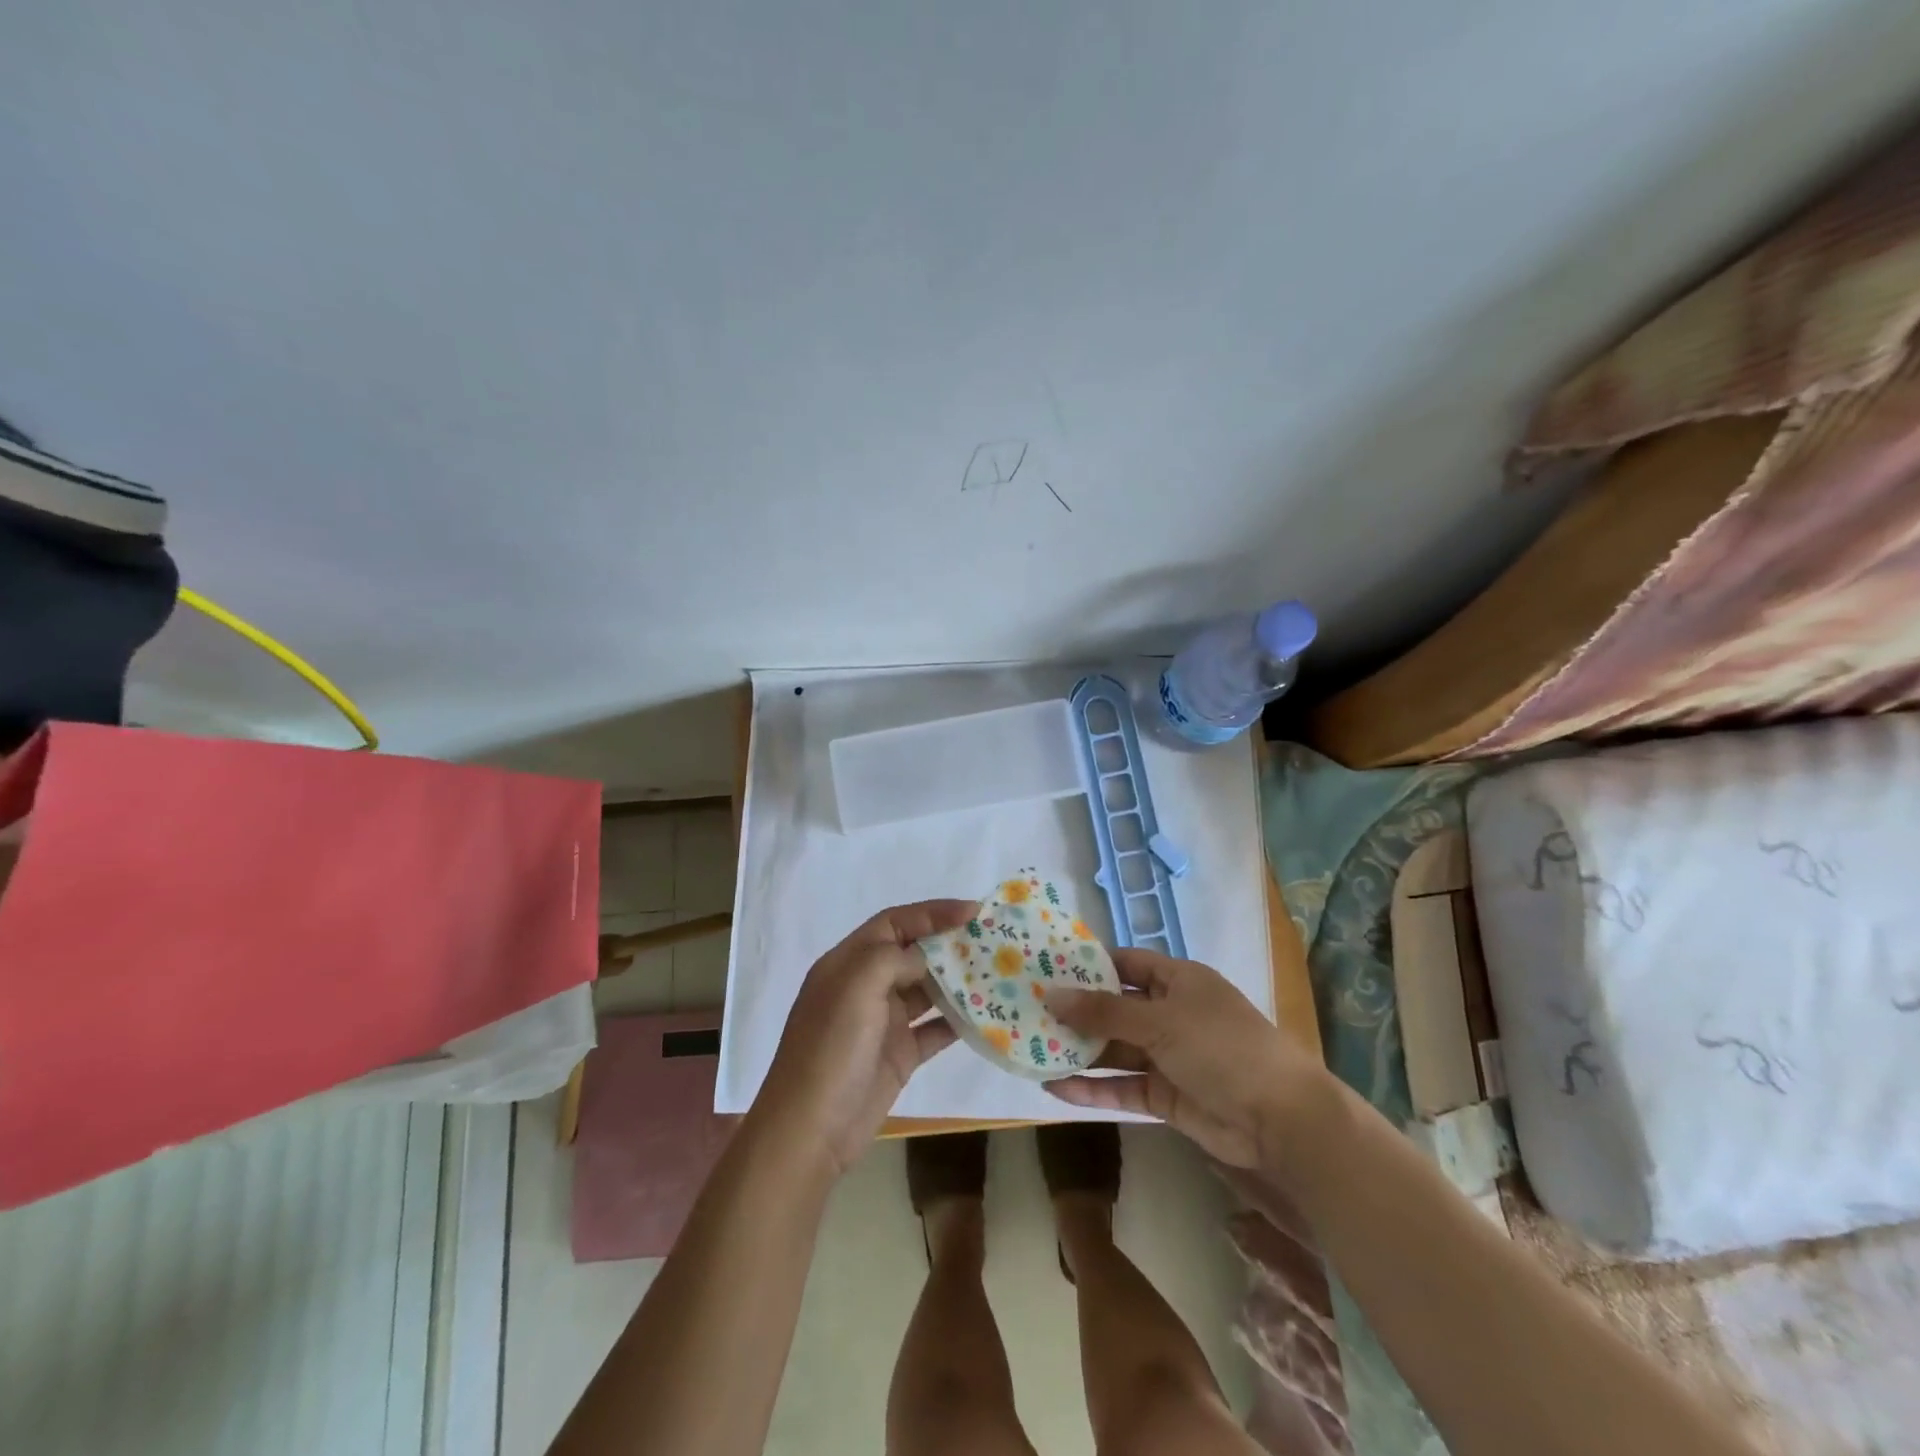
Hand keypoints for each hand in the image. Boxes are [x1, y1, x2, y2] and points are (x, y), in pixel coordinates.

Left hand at [755, 900, 972, 1176]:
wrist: (810, 1131)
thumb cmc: (830, 1048)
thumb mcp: (856, 986)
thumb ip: (893, 958)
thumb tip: (925, 958)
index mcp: (848, 962)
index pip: (894, 922)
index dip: (932, 912)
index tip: (973, 911)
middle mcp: (866, 986)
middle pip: (913, 953)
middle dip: (950, 943)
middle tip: (992, 939)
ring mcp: (884, 1022)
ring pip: (927, 990)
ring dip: (959, 981)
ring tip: (998, 972)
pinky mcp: (900, 1055)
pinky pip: (935, 1029)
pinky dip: (959, 1021)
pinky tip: (988, 1015)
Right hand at [1044, 949, 1322, 1167]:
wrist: (1278, 1119)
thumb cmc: (1220, 1047)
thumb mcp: (1160, 1021)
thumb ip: (1103, 1012)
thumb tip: (1051, 995)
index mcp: (1178, 981)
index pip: (1126, 964)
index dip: (1089, 965)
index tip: (1047, 968)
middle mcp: (1170, 1013)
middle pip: (1115, 1008)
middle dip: (1077, 1011)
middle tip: (1028, 1011)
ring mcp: (1168, 1056)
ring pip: (1115, 1048)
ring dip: (1079, 1050)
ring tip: (1031, 1048)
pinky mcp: (1165, 1096)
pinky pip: (1122, 1086)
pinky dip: (1092, 1087)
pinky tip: (1054, 1087)